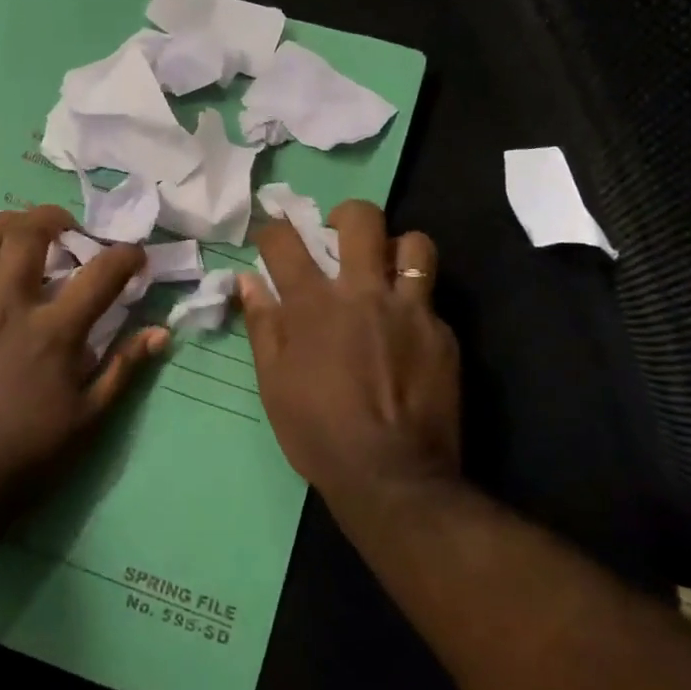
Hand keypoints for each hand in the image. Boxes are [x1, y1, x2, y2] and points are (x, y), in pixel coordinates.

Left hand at [0, 205, 168, 509]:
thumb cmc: (26, 456)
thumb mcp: (88, 421)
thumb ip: (123, 370)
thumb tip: (160, 333)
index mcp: (53, 333)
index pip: (100, 277)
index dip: (125, 257)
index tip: (135, 254)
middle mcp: (7, 310)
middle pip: (27, 238)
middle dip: (51, 218)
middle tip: (65, 226)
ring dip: (0, 225)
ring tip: (15, 229)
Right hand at [239, 200, 460, 508]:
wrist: (390, 475)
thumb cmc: (317, 432)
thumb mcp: (273, 383)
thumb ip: (262, 326)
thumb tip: (247, 282)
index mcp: (313, 305)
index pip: (284, 243)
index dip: (273, 230)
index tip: (272, 235)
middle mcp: (363, 293)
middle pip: (362, 220)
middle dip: (346, 214)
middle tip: (340, 233)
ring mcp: (410, 310)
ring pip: (415, 245)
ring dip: (397, 248)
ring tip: (387, 269)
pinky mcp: (443, 334)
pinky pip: (431, 299)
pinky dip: (414, 304)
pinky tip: (407, 333)